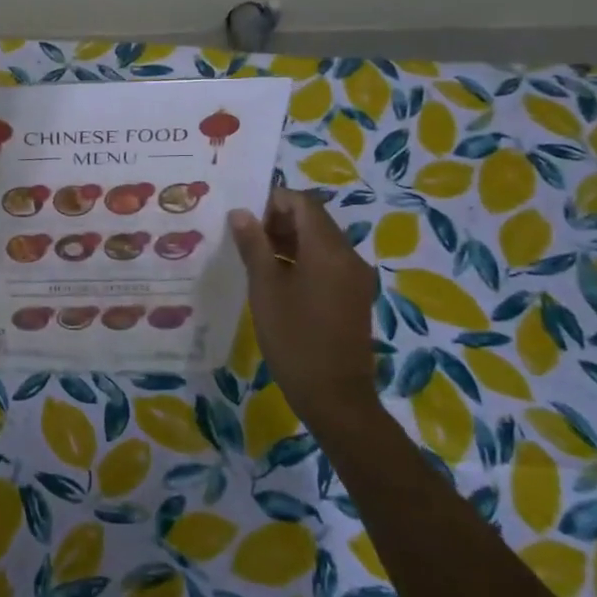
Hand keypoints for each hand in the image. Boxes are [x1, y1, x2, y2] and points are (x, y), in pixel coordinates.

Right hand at [228, 187, 379, 417]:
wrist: (334, 395)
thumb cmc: (294, 337)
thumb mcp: (265, 288)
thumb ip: (253, 245)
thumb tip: (241, 213)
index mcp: (328, 249)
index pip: (302, 203)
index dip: (272, 201)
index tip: (243, 216)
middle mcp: (348, 256)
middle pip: (314, 220)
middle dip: (278, 220)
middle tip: (244, 236)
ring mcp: (354, 277)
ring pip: (320, 242)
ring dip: (289, 240)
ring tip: (254, 256)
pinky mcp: (353, 296)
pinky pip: (327, 263)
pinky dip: (302, 260)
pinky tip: (275, 278)